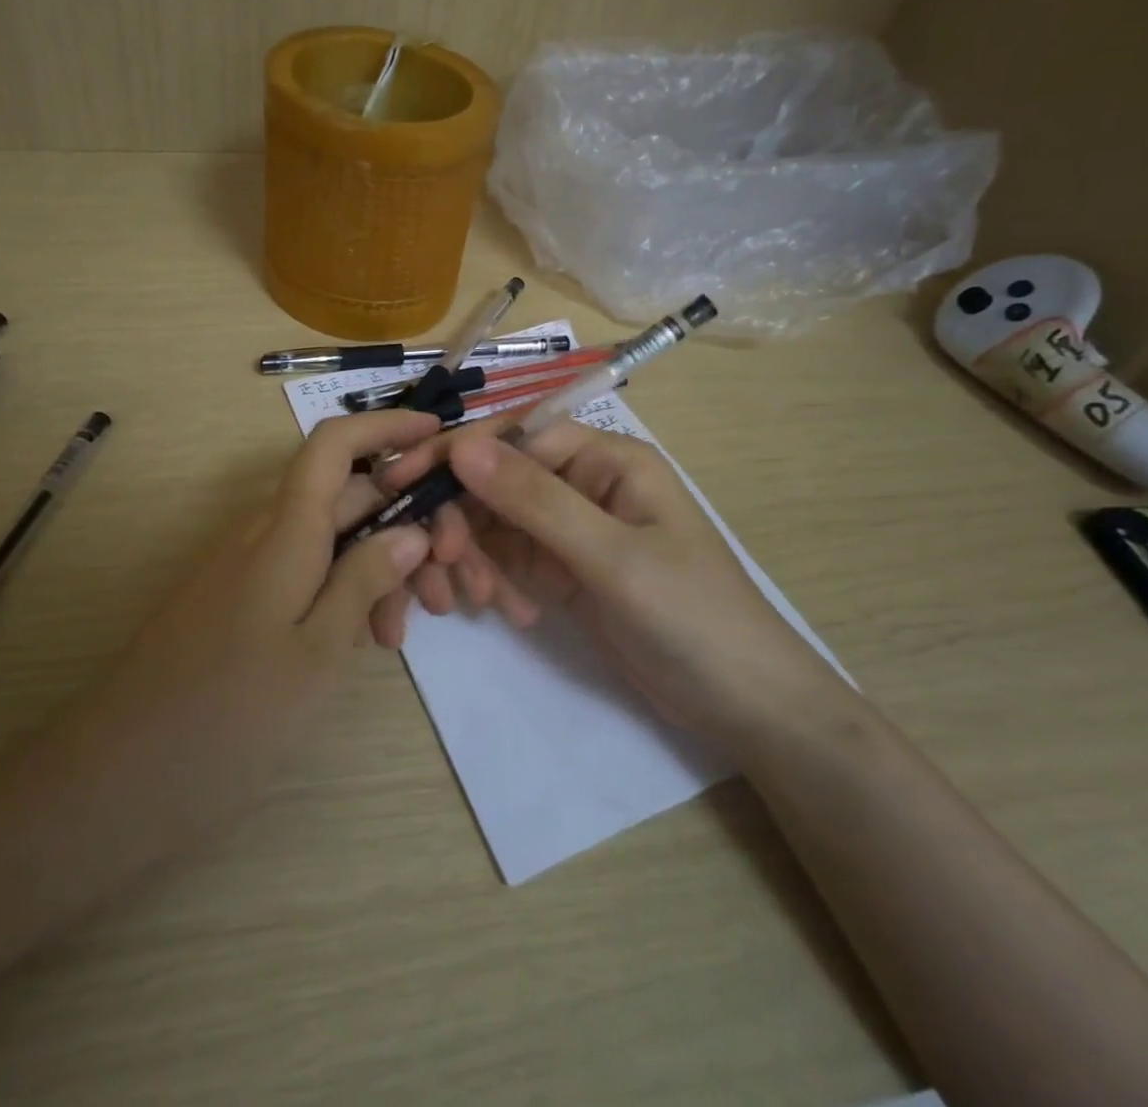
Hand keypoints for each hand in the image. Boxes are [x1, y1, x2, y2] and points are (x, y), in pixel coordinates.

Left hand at [65, 410, 439, 871]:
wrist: (118, 775)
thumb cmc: (228, 716)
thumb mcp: (317, 652)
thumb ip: (365, 579)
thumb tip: (412, 528)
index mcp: (285, 530)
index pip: (334, 444)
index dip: (385, 425)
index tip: (436, 434)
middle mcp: (264, 532)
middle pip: (346, 497)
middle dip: (402, 526)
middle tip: (443, 590)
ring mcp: (246, 565)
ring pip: (328, 540)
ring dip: (374, 569)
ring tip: (397, 636)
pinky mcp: (237, 598)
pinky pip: (301, 571)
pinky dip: (340, 592)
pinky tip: (362, 642)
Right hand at [383, 420, 847, 755]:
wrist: (745, 708)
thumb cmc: (693, 618)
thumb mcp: (612, 558)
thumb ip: (534, 501)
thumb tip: (461, 446)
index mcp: (605, 459)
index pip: (513, 438)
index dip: (455, 456)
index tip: (401, 485)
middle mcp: (583, 483)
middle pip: (496, 482)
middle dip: (462, 522)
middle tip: (442, 570)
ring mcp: (571, 530)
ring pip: (495, 524)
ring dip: (476, 559)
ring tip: (481, 604)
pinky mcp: (563, 571)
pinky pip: (509, 561)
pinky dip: (497, 582)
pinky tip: (512, 615)